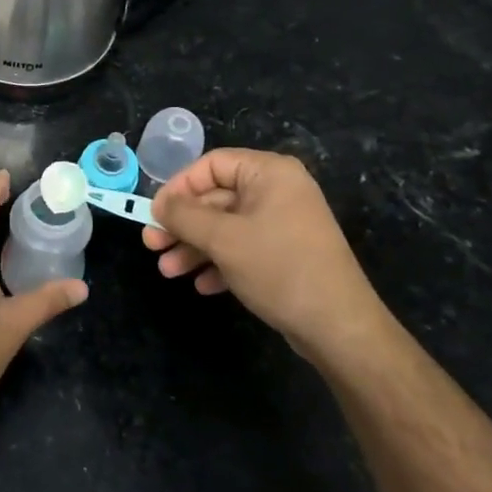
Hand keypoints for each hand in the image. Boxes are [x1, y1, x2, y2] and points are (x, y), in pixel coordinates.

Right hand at [142, 149, 386, 353]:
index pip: (212, 165)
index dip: (179, 187)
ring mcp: (284, 224)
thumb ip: (184, 216)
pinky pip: (243, 248)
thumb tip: (158, 203)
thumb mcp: (223, 239)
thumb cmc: (278, 268)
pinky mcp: (286, 254)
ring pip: (226, 226)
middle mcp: (278, 191)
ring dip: (194, 247)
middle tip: (152, 245)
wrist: (338, 327)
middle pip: (216, 198)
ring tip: (168, 271)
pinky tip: (202, 285)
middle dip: (182, 224)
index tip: (154, 213)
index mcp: (269, 173)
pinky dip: (219, 263)